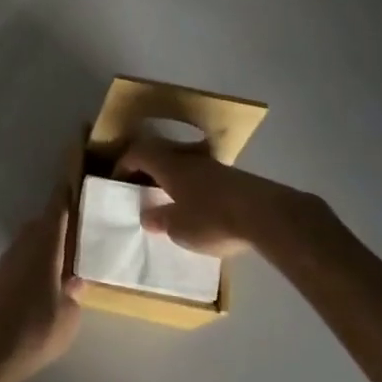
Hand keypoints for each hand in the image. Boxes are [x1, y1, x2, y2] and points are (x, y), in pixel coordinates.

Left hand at [0, 189, 84, 381]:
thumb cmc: (36, 330)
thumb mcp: (69, 316)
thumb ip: (74, 293)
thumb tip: (75, 279)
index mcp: (44, 247)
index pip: (55, 211)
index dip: (64, 197)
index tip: (72, 184)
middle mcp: (23, 246)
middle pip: (40, 224)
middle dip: (56, 223)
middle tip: (75, 232)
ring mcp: (6, 261)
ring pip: (27, 241)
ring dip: (42, 243)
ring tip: (60, 260)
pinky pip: (18, 258)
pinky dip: (31, 260)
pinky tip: (40, 282)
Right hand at [115, 140, 315, 256]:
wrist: (264, 215)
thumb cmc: (212, 218)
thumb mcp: (179, 228)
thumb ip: (160, 219)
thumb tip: (147, 215)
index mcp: (170, 166)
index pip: (140, 153)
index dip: (125, 163)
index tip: (117, 178)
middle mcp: (189, 160)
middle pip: (162, 156)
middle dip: (149, 170)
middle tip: (141, 189)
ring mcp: (214, 167)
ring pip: (184, 166)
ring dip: (173, 179)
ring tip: (169, 201)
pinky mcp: (233, 179)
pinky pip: (203, 178)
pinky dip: (193, 189)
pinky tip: (198, 209)